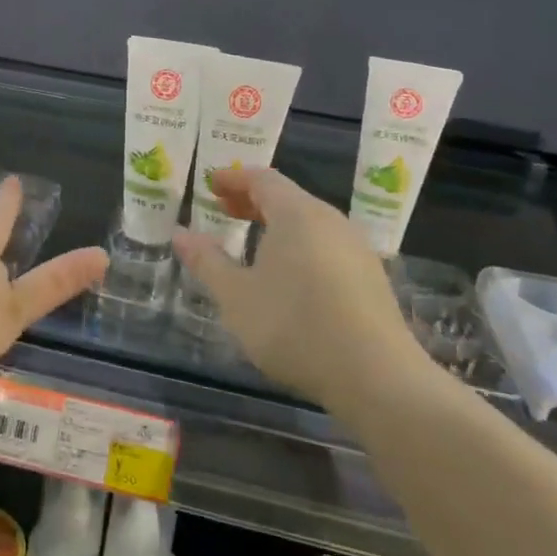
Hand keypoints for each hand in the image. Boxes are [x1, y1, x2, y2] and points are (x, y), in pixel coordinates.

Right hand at [172, 166, 426, 401]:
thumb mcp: (236, 296)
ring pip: (309, 222)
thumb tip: (180, 233)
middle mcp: (330, 220)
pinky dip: (299, 245)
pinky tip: (289, 276)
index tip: (210, 184)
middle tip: (224, 210)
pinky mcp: (371, 278)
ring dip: (277, 225)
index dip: (233, 178)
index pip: (262, 179)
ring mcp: (356, 249)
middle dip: (253, 200)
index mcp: (297, 213)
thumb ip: (206, 261)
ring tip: (252, 245)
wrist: (377, 377)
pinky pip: (326, 245)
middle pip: (288, 197)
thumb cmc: (294, 325)